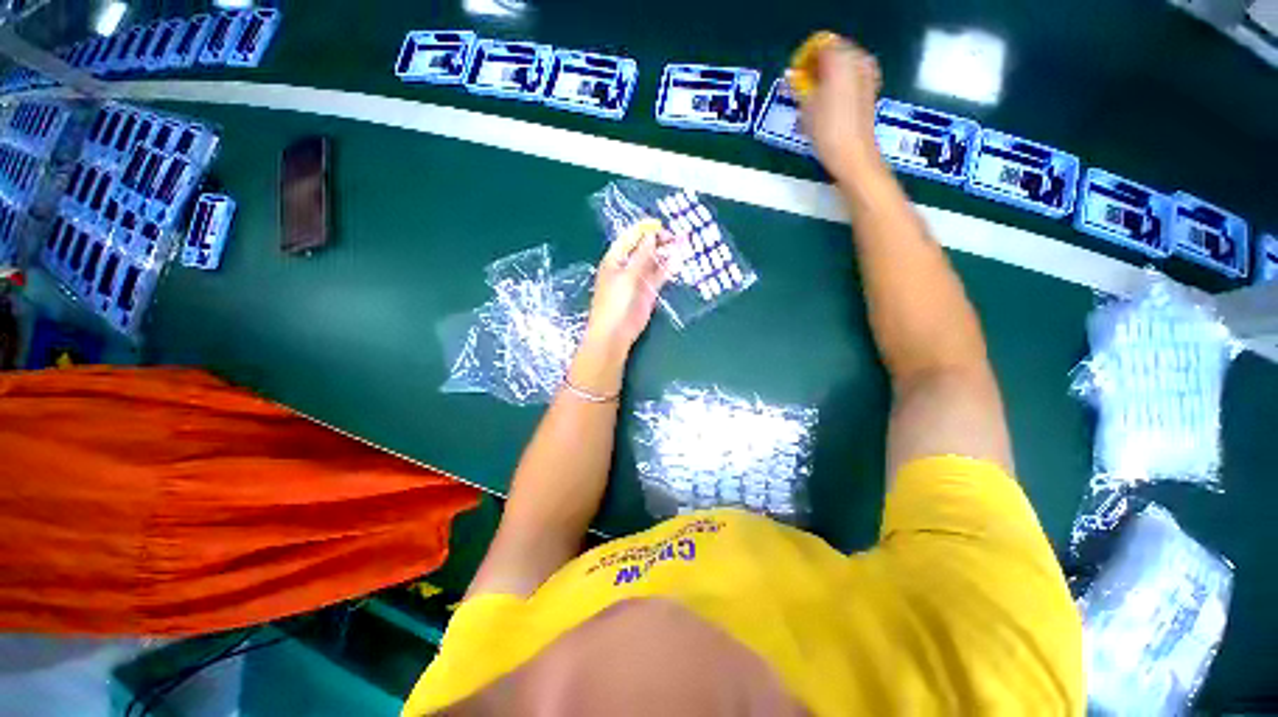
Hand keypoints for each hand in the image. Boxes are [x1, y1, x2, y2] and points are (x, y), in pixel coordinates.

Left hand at [583, 228, 670, 356]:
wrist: (615, 333)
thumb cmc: (615, 302)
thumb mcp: (627, 276)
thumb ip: (641, 256)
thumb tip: (651, 235)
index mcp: (615, 259)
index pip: (630, 238)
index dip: (645, 230)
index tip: (662, 225)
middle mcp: (627, 266)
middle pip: (644, 248)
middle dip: (659, 240)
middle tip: (677, 236)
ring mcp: (638, 279)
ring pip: (654, 261)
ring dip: (666, 253)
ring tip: (683, 243)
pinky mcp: (648, 291)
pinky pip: (659, 276)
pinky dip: (668, 268)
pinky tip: (679, 261)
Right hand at [799, 36, 882, 183]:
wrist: (852, 154)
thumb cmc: (828, 131)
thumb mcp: (806, 108)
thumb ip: (800, 86)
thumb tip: (793, 76)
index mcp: (841, 59)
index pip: (820, 46)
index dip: (805, 59)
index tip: (795, 76)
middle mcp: (857, 61)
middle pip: (834, 54)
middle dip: (818, 68)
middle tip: (803, 88)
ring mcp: (867, 76)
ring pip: (842, 67)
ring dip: (827, 79)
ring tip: (814, 101)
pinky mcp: (869, 91)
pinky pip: (850, 80)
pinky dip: (838, 87)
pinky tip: (828, 106)